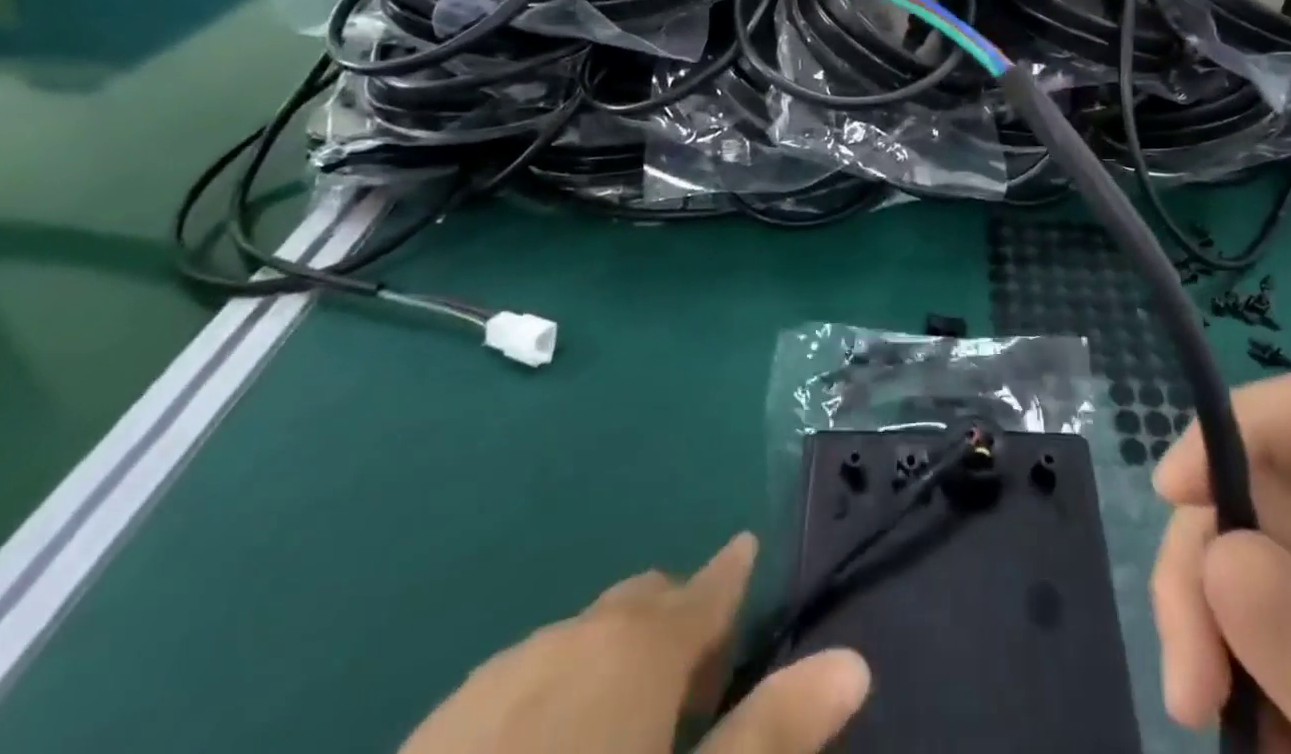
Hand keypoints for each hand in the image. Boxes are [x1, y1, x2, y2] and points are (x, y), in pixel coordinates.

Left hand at [400, 533, 869, 753]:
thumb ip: (772, 733)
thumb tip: (854, 661)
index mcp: (633, 648)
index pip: (705, 587)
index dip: (733, 574)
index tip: (750, 555)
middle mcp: (570, 639)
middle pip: (640, 603)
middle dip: (678, 621)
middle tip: (704, 678)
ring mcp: (495, 681)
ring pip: (580, 639)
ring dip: (617, 659)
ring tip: (634, 722)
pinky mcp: (436, 730)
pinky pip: (523, 680)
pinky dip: (558, 692)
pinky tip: (549, 752)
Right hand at [1150, 368, 1290, 753]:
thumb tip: (1219, 551)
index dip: (1246, 421)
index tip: (1174, 494)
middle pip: (1277, 484)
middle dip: (1210, 559)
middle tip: (1188, 681)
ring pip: (1261, 544)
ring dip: (1213, 617)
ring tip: (1205, 715)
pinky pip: (1277, 611)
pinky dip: (1243, 661)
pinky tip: (1259, 740)